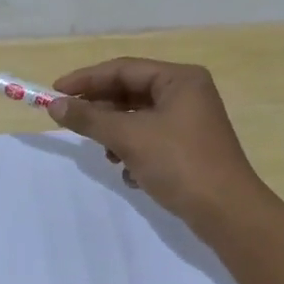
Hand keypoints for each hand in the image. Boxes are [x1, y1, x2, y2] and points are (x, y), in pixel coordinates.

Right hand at [45, 58, 267, 226]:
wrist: (228, 213)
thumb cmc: (180, 164)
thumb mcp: (129, 138)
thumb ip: (90, 119)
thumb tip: (55, 105)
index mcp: (180, 79)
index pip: (123, 69)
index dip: (86, 79)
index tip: (54, 93)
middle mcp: (187, 93)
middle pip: (131, 92)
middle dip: (101, 110)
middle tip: (70, 121)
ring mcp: (190, 121)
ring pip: (139, 118)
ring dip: (116, 134)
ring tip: (105, 154)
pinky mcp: (189, 148)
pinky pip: (151, 139)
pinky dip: (134, 151)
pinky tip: (128, 173)